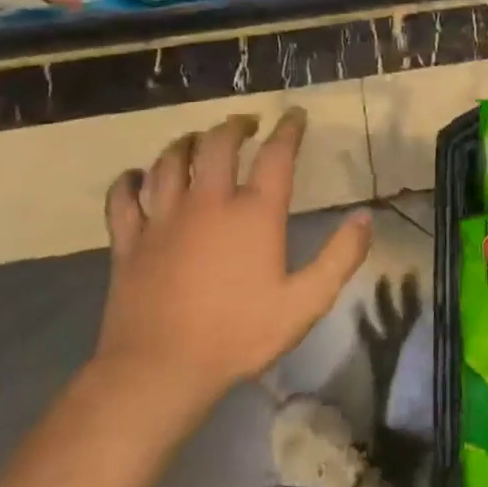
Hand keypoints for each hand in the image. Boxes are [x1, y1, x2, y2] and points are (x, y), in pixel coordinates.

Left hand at [96, 107, 372, 411]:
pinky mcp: (129, 243)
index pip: (276, 155)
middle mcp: (208, 203)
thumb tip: (364, 217)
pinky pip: (124, 199)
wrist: (159, 371)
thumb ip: (340, 257)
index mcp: (254, 213)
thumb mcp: (306, 302)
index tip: (295, 115)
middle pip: (217, 145)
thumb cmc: (238, 334)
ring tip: (197, 139)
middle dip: (234, 126)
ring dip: (185, 143)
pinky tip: (135, 176)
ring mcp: (163, 220)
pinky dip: (128, 181)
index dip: (288, 129)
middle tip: (246, 123)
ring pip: (169, 162)